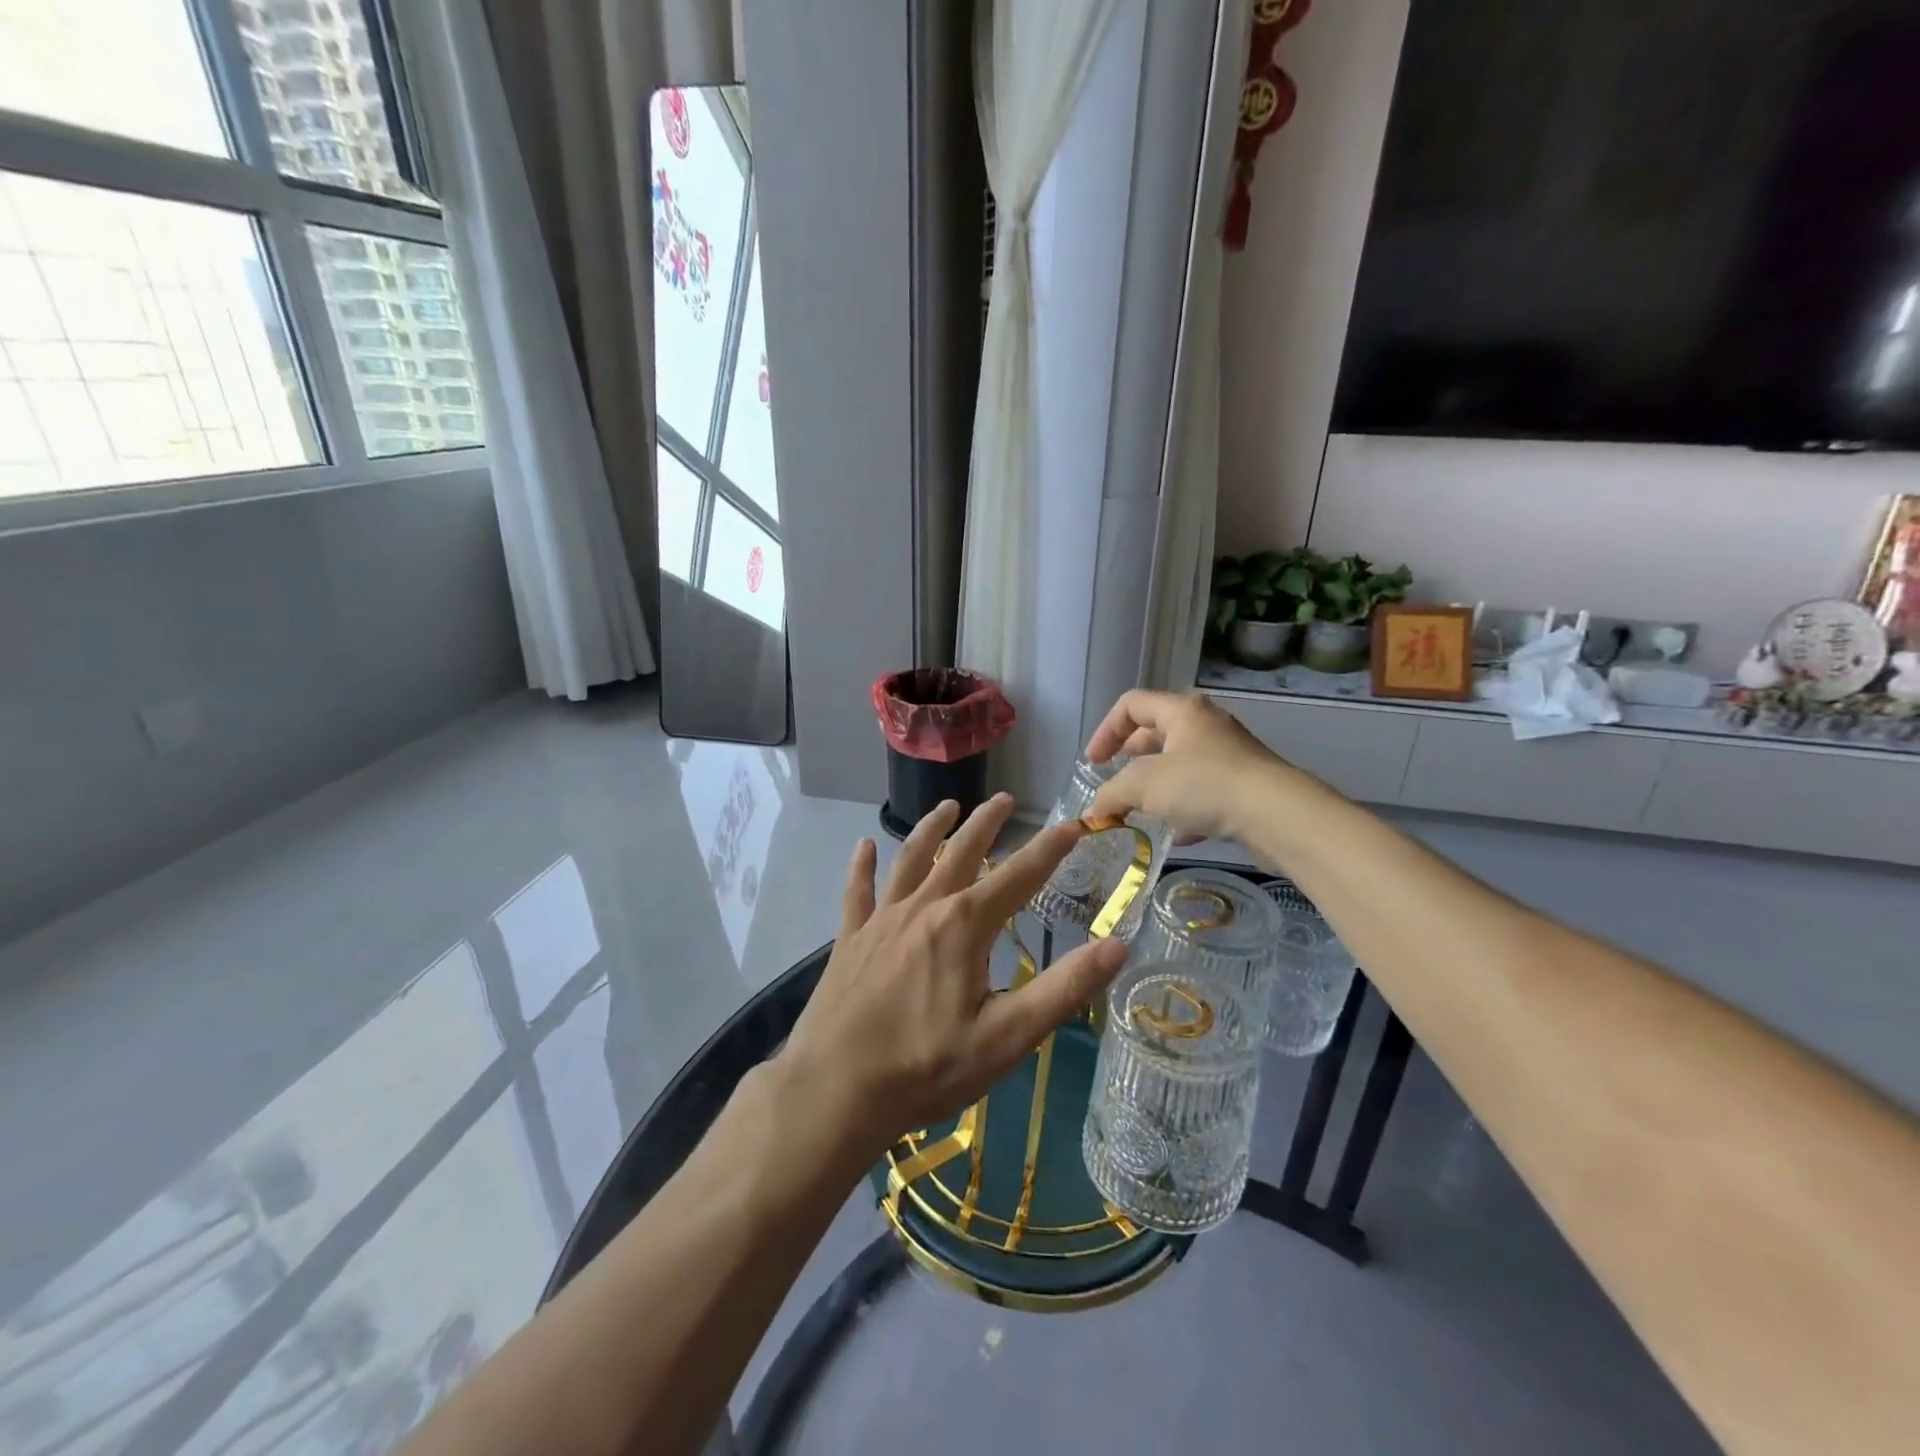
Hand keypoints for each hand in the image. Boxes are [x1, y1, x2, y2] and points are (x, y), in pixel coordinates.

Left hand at [778, 795, 1128, 1161]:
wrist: (836, 1090)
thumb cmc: (927, 1067)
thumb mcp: (1008, 1036)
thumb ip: (1064, 989)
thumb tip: (1119, 945)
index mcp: (965, 925)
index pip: (1019, 876)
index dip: (1050, 849)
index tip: (1073, 824)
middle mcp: (924, 907)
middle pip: (961, 853)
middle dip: (986, 823)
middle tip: (1004, 799)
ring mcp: (882, 920)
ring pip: (910, 860)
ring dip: (931, 830)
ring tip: (948, 807)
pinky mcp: (850, 939)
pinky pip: (858, 892)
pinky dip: (862, 866)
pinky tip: (863, 846)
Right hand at [1083, 689, 1296, 845]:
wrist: (1277, 815)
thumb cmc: (1204, 785)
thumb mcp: (1144, 784)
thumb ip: (1111, 793)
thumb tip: (1094, 811)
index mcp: (1181, 710)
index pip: (1131, 704)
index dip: (1105, 731)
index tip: (1094, 764)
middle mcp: (1205, 725)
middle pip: (1155, 733)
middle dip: (1130, 760)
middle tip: (1116, 786)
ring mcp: (1228, 755)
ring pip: (1179, 765)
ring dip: (1156, 787)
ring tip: (1141, 812)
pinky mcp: (1244, 785)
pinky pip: (1203, 791)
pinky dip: (1184, 808)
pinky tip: (1178, 833)